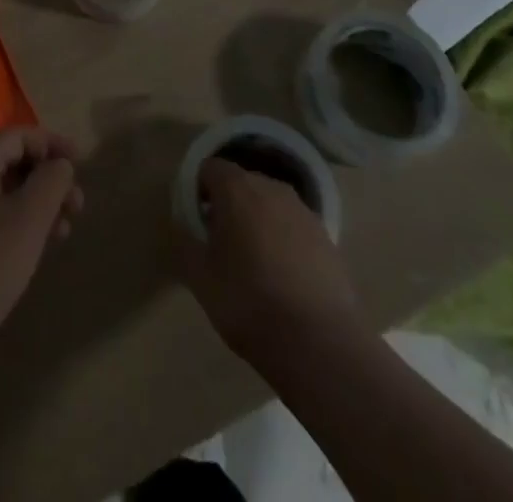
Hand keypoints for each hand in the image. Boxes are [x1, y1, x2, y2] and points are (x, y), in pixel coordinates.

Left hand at [0, 128, 83, 378]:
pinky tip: (41, 245)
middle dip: (48, 177)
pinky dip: (22, 222)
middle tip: (78, 202)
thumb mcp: (30, 217)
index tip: (81, 161)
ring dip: (39, 202)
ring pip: (6, 192)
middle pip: (12, 162)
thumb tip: (61, 164)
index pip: (18, 136)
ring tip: (66, 227)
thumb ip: (52, 181)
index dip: (52, 143)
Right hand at [175, 157, 363, 362]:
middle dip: (229, 205)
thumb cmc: (248, 303)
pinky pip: (294, 227)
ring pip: (270, 204)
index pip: (210, 168)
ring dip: (258, 221)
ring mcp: (303, 211)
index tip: (198, 222)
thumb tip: (185, 224)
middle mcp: (271, 187)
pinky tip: (284, 278)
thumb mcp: (200, 277)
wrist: (320, 344)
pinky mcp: (327, 237)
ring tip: (255, 263)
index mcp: (236, 188)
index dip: (199, 191)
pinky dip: (284, 241)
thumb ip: (186, 241)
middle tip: (222, 244)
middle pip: (242, 183)